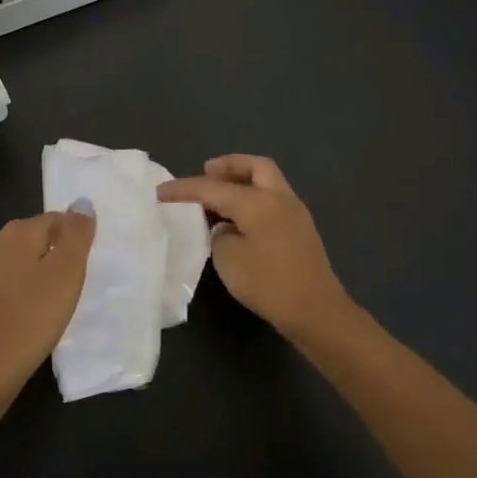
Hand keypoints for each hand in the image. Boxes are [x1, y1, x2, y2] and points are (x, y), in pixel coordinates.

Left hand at [0, 206, 95, 407]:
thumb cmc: (30, 319)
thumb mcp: (66, 274)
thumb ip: (76, 235)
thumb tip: (82, 202)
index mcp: (17, 231)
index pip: (55, 219)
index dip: (73, 239)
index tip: (84, 268)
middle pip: (32, 238)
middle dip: (52, 254)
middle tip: (71, 286)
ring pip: (15, 261)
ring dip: (33, 274)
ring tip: (50, 303)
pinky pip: (0, 284)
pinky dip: (15, 293)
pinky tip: (24, 315)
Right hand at [157, 155, 352, 340]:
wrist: (317, 312)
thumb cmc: (268, 283)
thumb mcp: (228, 259)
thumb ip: (220, 234)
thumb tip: (226, 227)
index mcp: (258, 201)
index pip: (213, 188)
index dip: (184, 189)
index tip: (160, 191)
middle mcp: (279, 198)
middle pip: (255, 166)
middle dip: (229, 165)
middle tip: (206, 171)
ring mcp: (295, 213)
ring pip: (267, 182)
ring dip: (243, 182)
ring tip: (218, 197)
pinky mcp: (301, 231)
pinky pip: (272, 201)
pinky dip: (253, 199)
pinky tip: (239, 219)